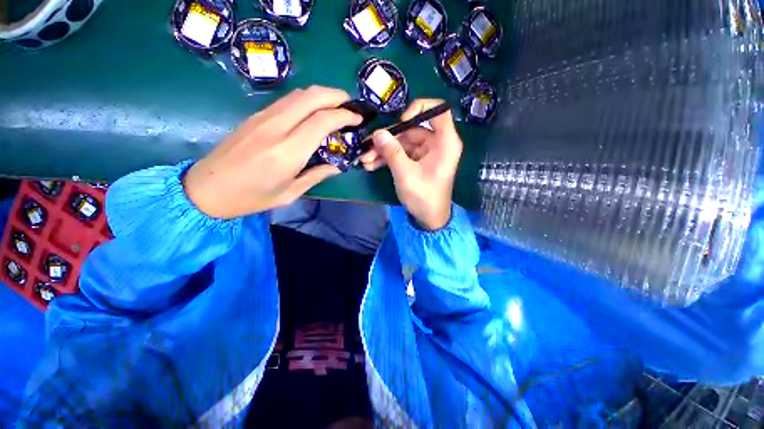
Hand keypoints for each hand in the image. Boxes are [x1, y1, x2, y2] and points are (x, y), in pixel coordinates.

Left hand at [184, 86, 361, 218]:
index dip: (344, 116)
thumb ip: (316, 175)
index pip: (322, 120)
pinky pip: (287, 101)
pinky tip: (312, 113)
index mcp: (288, 151)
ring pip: (298, 94)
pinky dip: (306, 101)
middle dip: (336, 96)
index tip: (358, 119)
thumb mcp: (289, 193)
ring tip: (335, 108)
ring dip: (321, 95)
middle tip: (350, 107)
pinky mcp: (255, 116)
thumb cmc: (251, 197)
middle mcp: (276, 127)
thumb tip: (337, 166)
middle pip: (311, 96)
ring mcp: (263, 118)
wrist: (206, 189)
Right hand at [360, 99, 461, 230]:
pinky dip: (388, 158)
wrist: (429, 218)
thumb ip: (392, 152)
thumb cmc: (423, 197)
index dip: (419, 109)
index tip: (401, 122)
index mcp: (445, 142)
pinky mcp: (417, 162)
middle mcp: (437, 143)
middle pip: (412, 130)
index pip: (438, 110)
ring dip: (383, 151)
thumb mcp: (406, 174)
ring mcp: (426, 153)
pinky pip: (402, 154)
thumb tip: (378, 133)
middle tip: (367, 148)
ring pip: (403, 143)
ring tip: (365, 160)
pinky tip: (372, 165)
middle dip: (388, 139)